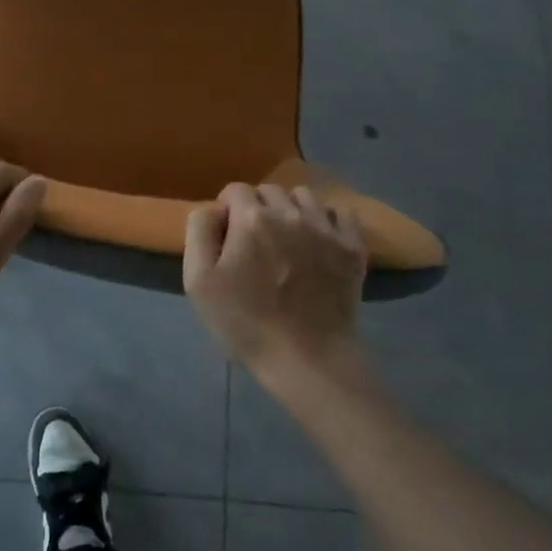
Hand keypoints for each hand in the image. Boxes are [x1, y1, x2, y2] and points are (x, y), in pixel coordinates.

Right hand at [183, 183, 367, 377]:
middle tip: (255, 244)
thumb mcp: (199, 281)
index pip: (234, 190)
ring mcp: (326, 228)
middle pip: (268, 191)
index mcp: (251, 218)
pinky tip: (319, 241)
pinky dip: (327, 219)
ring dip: (290, 210)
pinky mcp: (352, 247)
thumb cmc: (246, 323)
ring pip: (303, 196)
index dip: (226, 213)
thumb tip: (214, 209)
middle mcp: (290, 212)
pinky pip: (340, 212)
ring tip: (287, 240)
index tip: (228, 241)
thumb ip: (200, 231)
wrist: (308, 359)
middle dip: (257, 208)